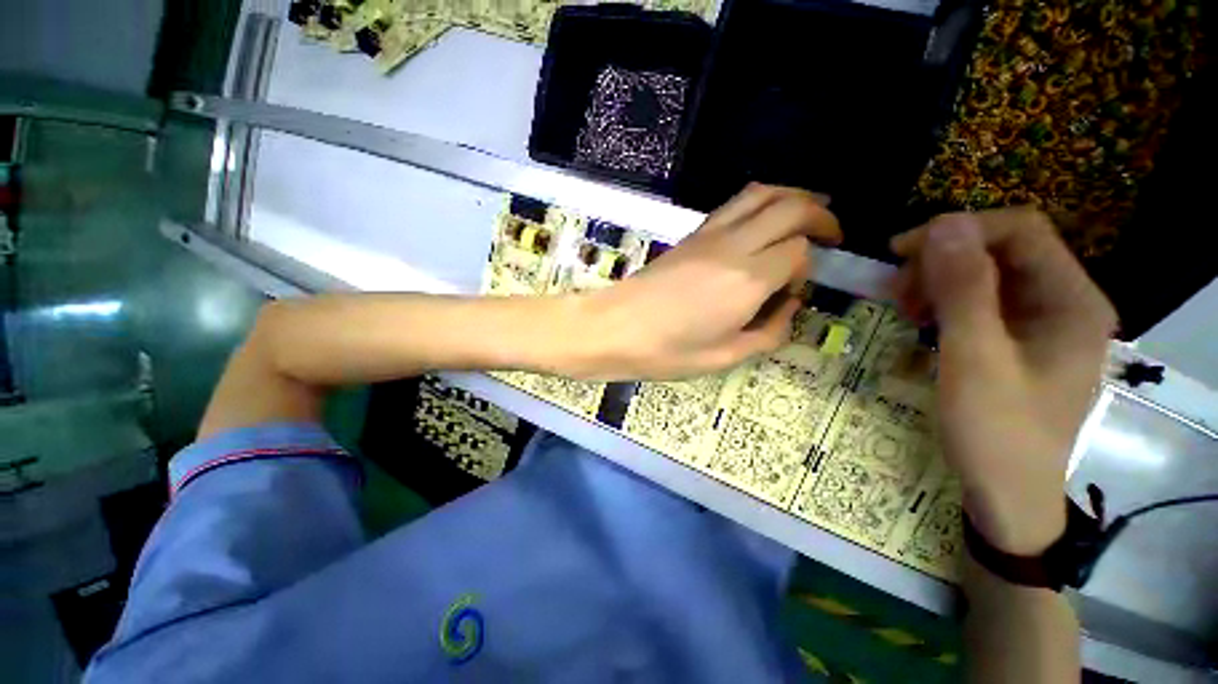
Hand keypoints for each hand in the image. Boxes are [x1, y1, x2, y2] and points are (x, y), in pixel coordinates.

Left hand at [581, 184, 840, 379]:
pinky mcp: (690, 234)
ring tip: (804, 217)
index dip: (806, 267)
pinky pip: (734, 204)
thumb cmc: (666, 351)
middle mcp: (734, 246)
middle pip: (791, 206)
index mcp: (748, 280)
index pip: (798, 250)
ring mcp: (709, 234)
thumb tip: (788, 306)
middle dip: (819, 214)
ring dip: (792, 197)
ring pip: (761, 193)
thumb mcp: (725, 357)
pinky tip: (760, 225)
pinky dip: (759, 203)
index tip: (793, 291)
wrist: (614, 328)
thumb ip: (769, 332)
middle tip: (830, 234)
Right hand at [890, 208, 1115, 554]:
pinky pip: (983, 302)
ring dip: (939, 282)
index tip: (899, 253)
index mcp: (1072, 300)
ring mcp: (1044, 322)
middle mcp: (1065, 302)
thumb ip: (964, 290)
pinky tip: (922, 321)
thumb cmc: (996, 432)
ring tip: (904, 309)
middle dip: (943, 261)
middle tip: (896, 290)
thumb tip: (944, 223)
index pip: (1020, 230)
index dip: (959, 231)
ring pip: (988, 275)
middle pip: (1003, 250)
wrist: (1007, 495)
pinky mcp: (1021, 340)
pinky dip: (946, 303)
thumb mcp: (974, 359)